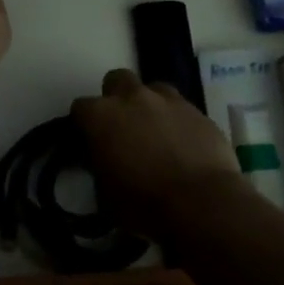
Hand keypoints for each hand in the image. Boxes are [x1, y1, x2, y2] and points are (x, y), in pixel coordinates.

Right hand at [72, 69, 242, 236]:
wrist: (203, 203)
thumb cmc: (144, 203)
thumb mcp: (105, 193)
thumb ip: (99, 166)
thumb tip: (104, 159)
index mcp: (101, 116)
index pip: (80, 108)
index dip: (85, 125)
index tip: (91, 142)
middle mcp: (132, 97)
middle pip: (116, 80)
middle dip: (116, 98)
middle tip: (123, 127)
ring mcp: (168, 100)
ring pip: (152, 89)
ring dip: (149, 105)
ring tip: (156, 132)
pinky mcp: (198, 111)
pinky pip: (181, 108)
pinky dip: (177, 121)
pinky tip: (183, 144)